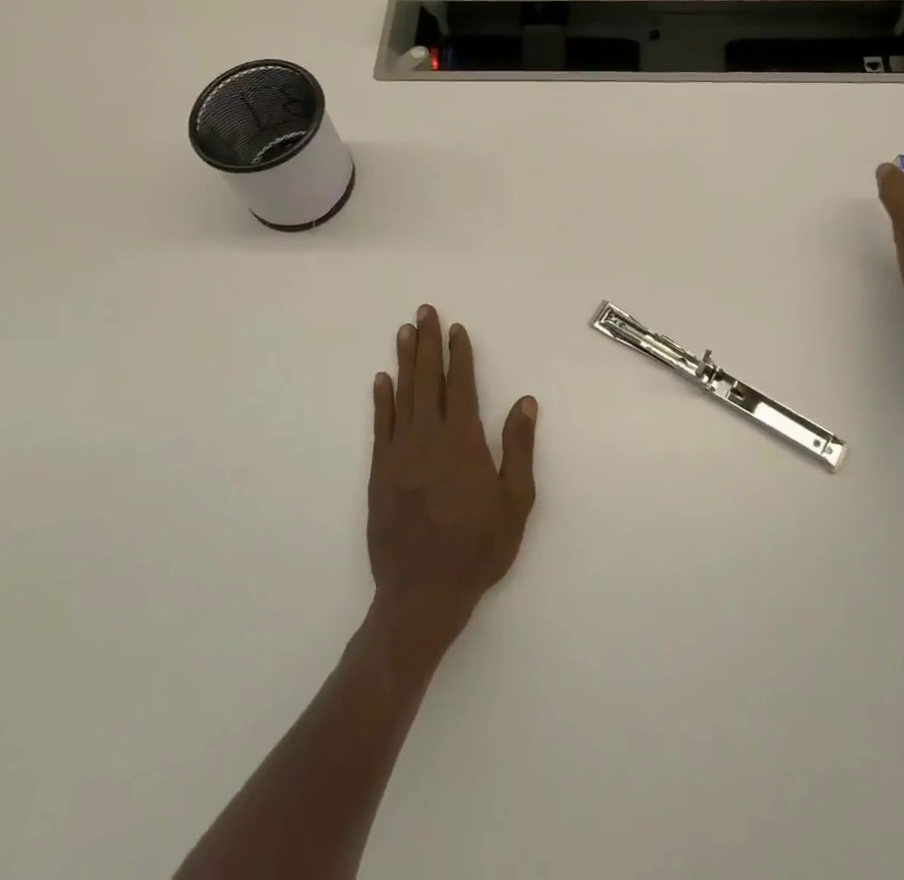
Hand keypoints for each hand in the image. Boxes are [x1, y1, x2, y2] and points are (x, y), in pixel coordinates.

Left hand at [366, 307, 537, 664]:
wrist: (423, 592)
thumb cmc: (478, 547)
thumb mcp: (515, 501)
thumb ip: (518, 447)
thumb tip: (524, 401)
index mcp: (462, 440)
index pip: (460, 384)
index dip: (458, 354)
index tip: (455, 329)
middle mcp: (427, 437)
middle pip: (427, 379)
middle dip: (426, 343)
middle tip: (423, 312)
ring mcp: (399, 453)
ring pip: (402, 395)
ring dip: (404, 361)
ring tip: (403, 331)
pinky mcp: (379, 472)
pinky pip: (380, 426)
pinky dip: (381, 400)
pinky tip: (381, 380)